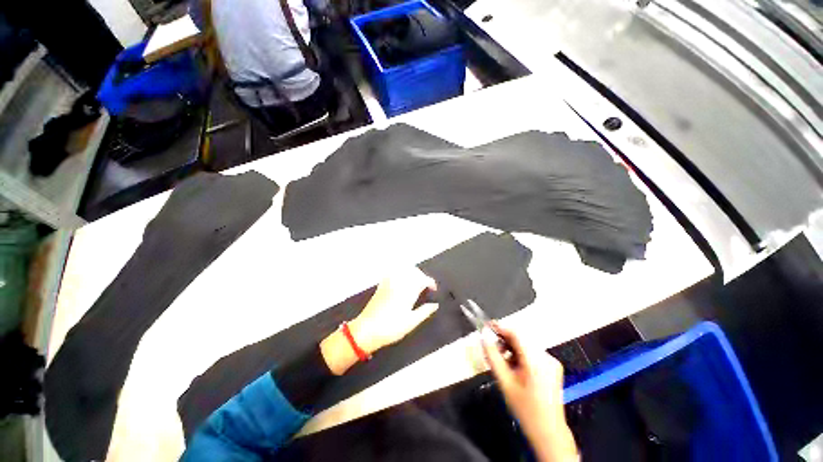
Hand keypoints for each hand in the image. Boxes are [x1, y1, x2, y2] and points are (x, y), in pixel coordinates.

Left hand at [349, 267, 437, 354]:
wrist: (367, 330)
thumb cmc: (391, 328)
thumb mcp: (411, 322)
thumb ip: (424, 312)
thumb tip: (435, 305)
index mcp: (408, 291)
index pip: (422, 279)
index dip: (430, 282)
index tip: (433, 289)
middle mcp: (399, 283)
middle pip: (414, 271)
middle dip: (422, 275)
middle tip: (426, 285)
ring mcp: (389, 282)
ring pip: (403, 269)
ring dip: (412, 272)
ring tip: (415, 281)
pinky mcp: (381, 285)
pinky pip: (392, 272)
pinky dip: (400, 272)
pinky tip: (401, 279)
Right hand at [483, 323, 578, 461]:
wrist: (548, 432)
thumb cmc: (524, 409)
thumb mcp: (504, 382)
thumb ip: (493, 356)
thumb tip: (484, 336)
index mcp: (536, 361)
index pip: (516, 334)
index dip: (500, 327)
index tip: (486, 326)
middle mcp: (547, 357)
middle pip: (522, 338)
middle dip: (505, 338)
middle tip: (491, 345)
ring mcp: (552, 361)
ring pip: (526, 344)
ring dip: (512, 346)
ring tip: (501, 358)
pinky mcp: (553, 366)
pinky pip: (533, 352)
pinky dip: (520, 353)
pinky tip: (513, 364)